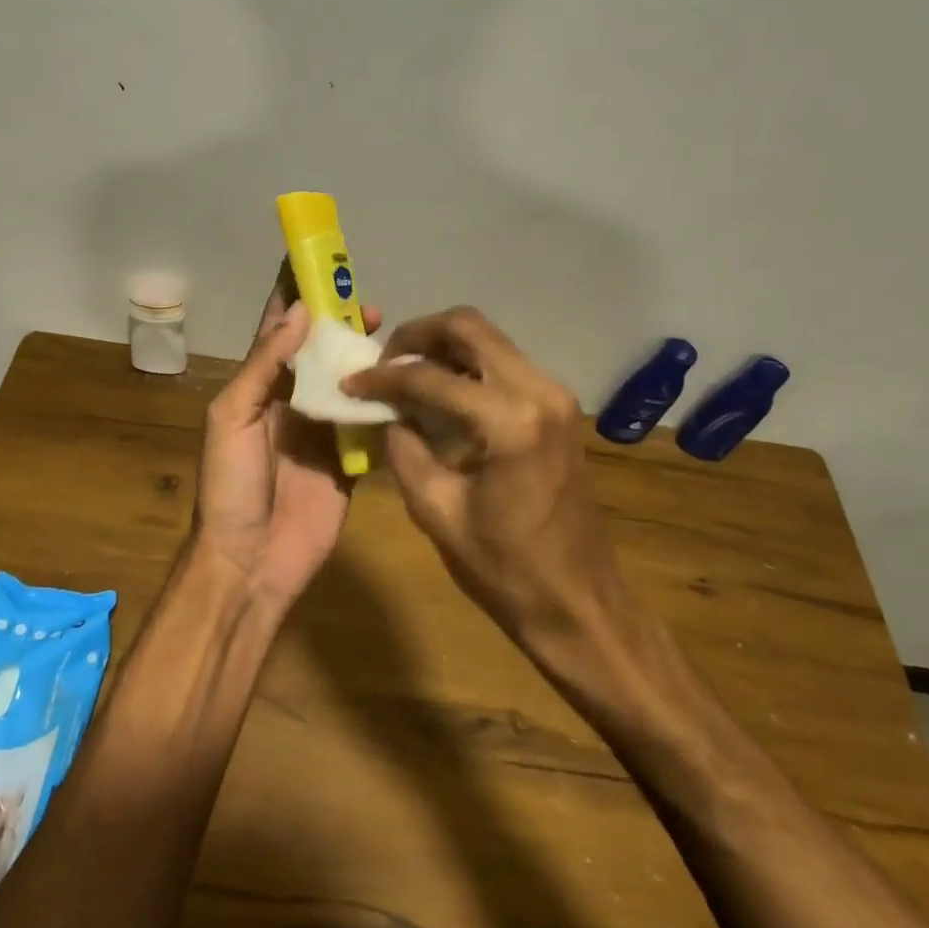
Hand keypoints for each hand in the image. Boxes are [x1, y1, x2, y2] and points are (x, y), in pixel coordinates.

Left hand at [188, 262, 381, 607]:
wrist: (252, 561)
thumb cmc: (231, 485)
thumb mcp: (231, 418)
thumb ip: (264, 365)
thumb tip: (299, 312)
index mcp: (259, 387)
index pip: (278, 330)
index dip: (294, 296)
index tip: (315, 261)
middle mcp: (293, 400)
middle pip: (320, 350)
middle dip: (339, 322)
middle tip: (366, 302)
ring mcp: (324, 429)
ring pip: (348, 380)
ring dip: (365, 355)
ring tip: (388, 332)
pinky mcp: (350, 459)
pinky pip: (370, 422)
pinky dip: (386, 401)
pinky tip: (406, 380)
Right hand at [341, 306, 626, 651]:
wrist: (579, 601)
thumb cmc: (505, 569)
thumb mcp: (436, 510)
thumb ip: (403, 449)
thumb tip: (385, 412)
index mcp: (510, 420)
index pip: (430, 377)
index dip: (382, 378)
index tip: (349, 383)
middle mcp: (539, 390)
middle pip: (468, 326)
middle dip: (416, 335)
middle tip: (382, 363)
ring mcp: (555, 395)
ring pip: (489, 339)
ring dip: (442, 346)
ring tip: (404, 374)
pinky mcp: (558, 407)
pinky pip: (504, 363)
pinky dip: (466, 365)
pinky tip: (439, 392)